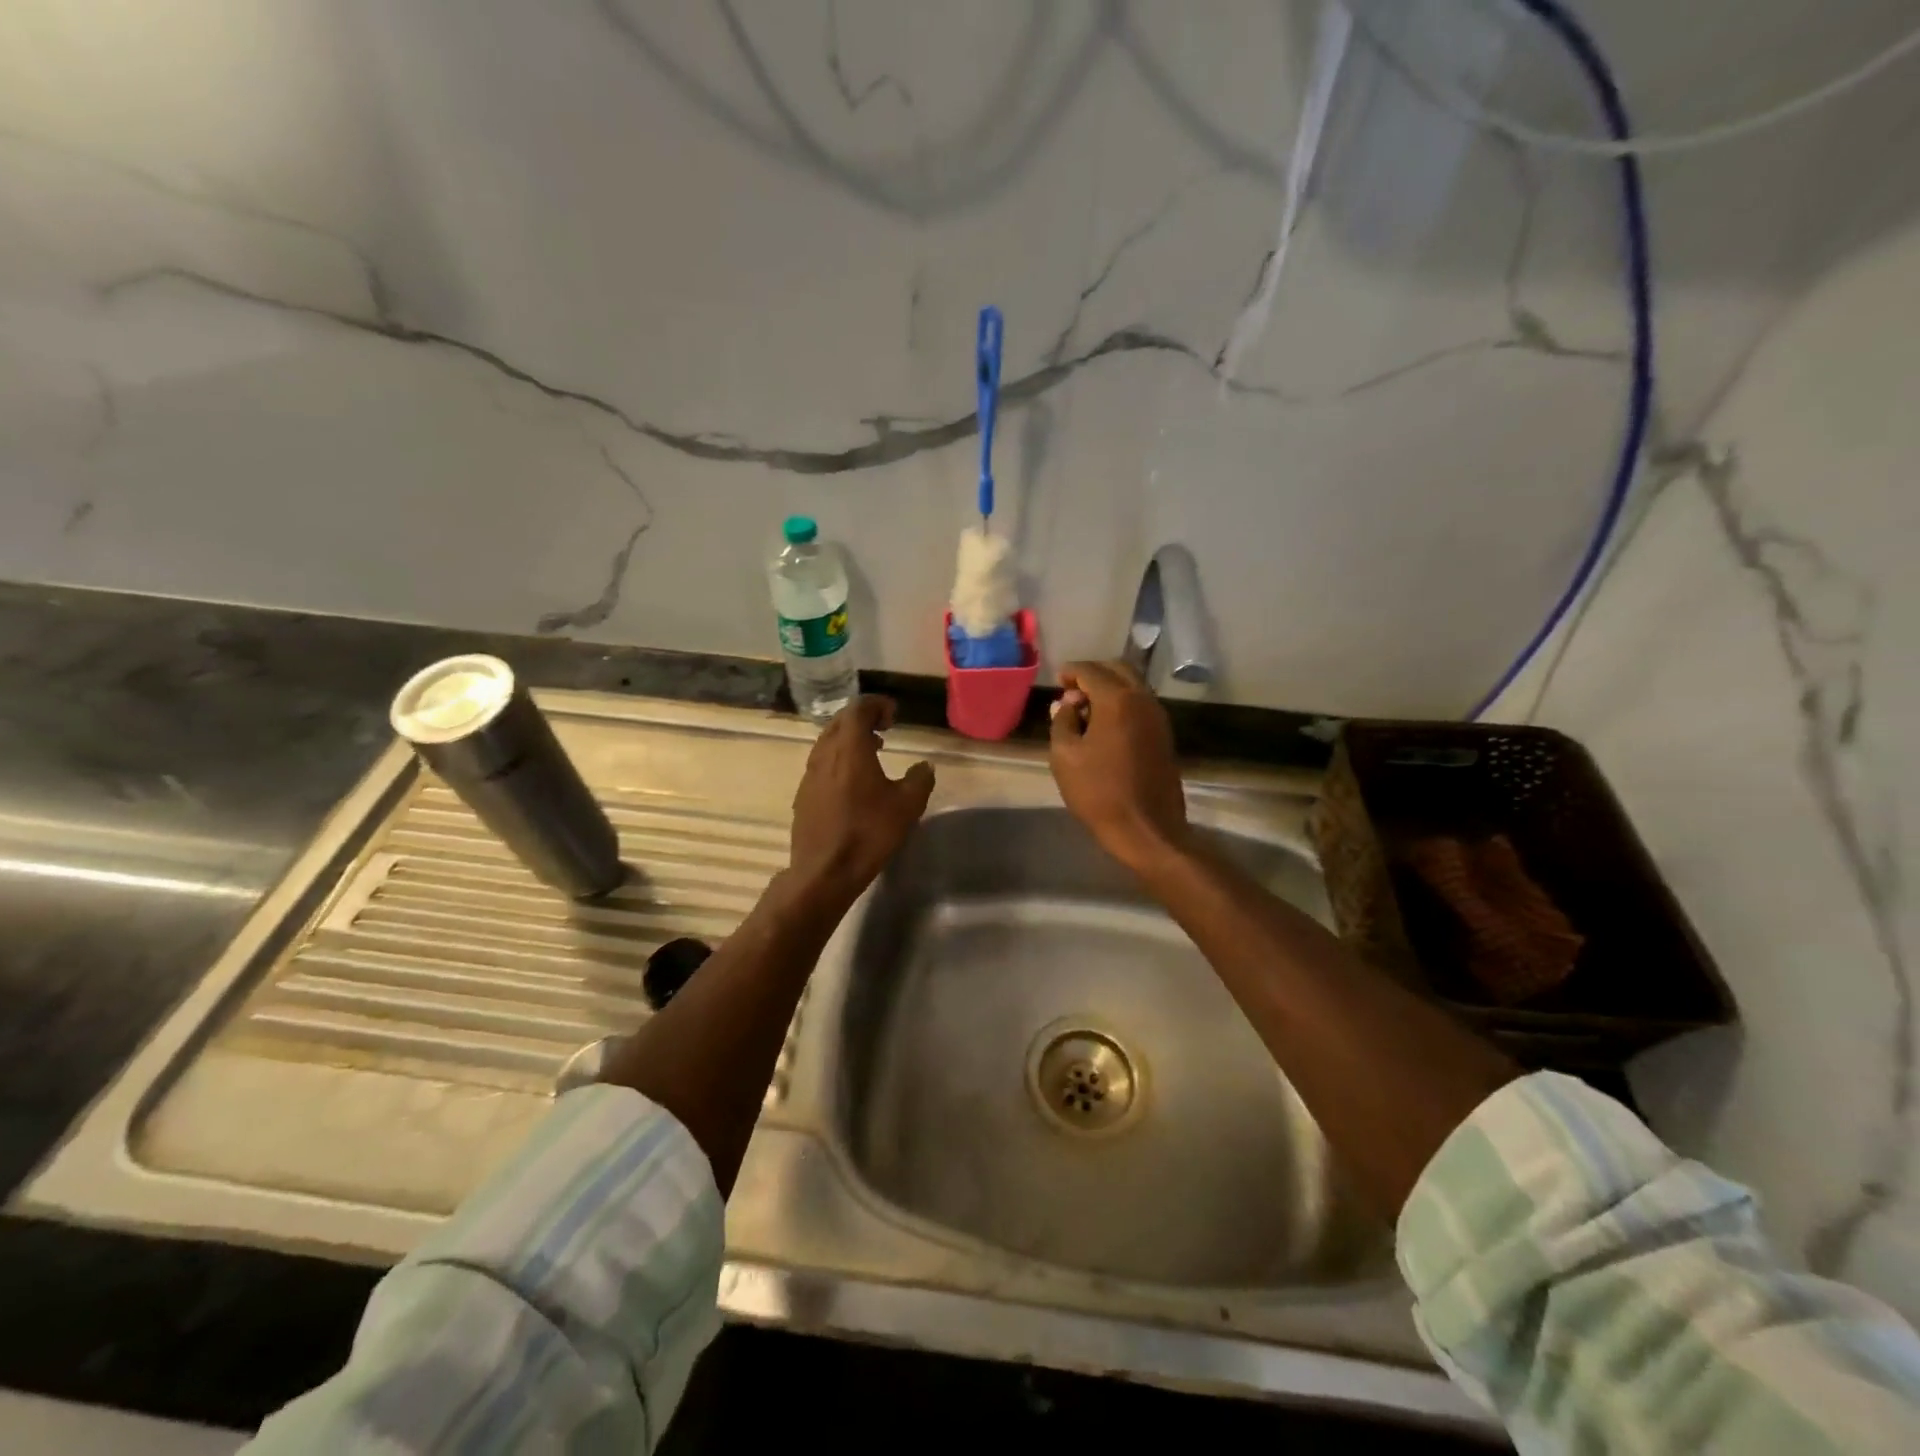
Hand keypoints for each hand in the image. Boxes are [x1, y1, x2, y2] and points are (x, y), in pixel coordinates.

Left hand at [788, 697, 934, 902]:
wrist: (824, 872)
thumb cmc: (869, 833)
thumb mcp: (907, 806)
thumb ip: (919, 779)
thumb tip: (924, 766)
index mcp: (849, 748)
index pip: (858, 709)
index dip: (877, 705)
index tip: (894, 714)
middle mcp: (825, 754)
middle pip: (839, 722)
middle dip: (862, 719)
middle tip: (884, 729)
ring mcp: (809, 775)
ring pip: (828, 743)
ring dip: (849, 740)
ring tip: (872, 752)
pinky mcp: (803, 796)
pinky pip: (821, 765)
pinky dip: (839, 760)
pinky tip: (853, 783)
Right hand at [1049, 660, 1187, 870]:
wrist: (1147, 830)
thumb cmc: (1099, 792)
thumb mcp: (1065, 757)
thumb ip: (1063, 721)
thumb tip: (1067, 704)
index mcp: (1117, 700)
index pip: (1091, 670)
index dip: (1071, 671)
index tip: (1057, 680)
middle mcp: (1143, 700)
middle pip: (1118, 670)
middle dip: (1093, 674)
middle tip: (1071, 691)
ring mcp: (1158, 718)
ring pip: (1133, 686)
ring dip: (1109, 689)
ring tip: (1085, 710)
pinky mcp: (1164, 736)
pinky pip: (1141, 705)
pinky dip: (1122, 704)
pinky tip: (1104, 726)